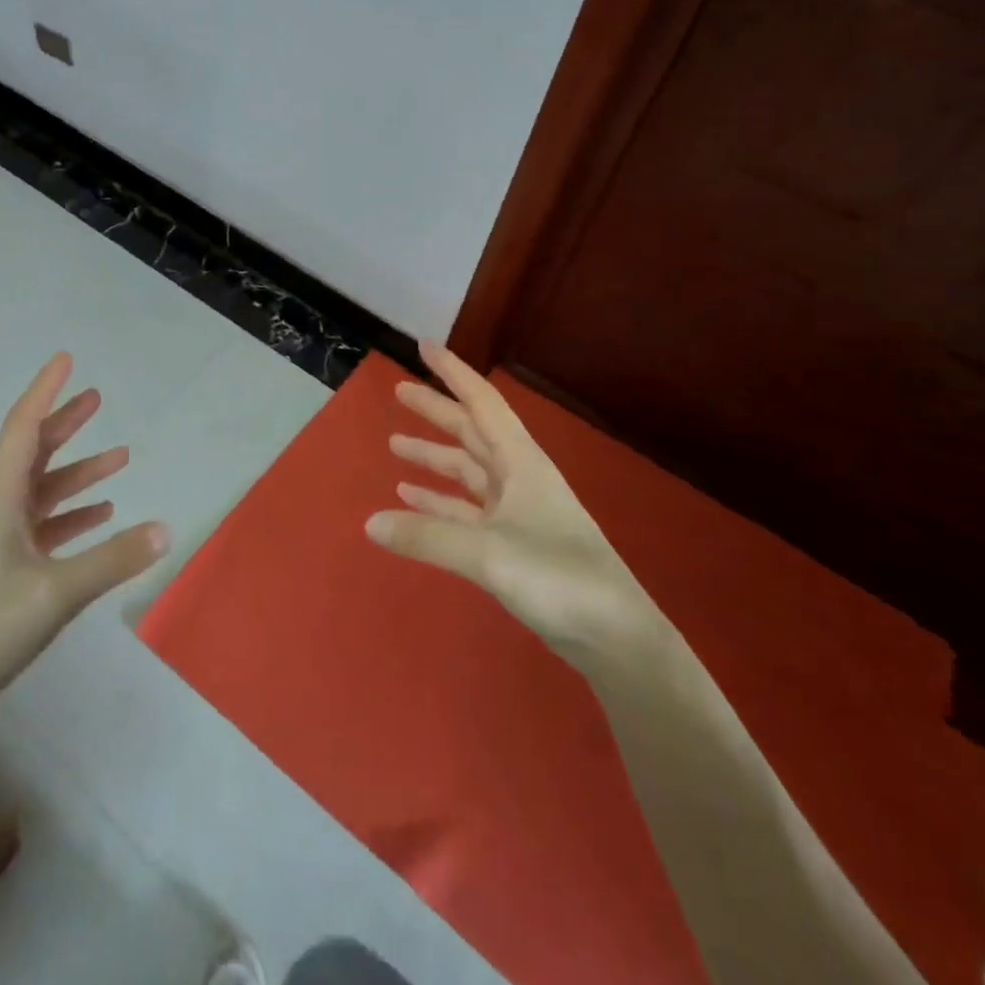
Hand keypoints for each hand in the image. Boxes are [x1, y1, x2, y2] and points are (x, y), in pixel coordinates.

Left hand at [0, 353, 168, 721]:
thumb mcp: (55, 593)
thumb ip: (112, 560)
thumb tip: (167, 528)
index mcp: (1, 502)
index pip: (23, 430)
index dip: (44, 392)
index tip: (66, 360)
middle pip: (34, 453)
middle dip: (65, 423)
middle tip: (97, 397)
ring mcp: (1, 543)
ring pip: (44, 492)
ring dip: (78, 472)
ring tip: (119, 456)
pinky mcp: (6, 572)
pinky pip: (46, 527)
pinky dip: (74, 515)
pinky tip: (101, 516)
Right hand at [366, 340, 675, 680]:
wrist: (615, 637)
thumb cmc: (558, 577)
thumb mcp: (487, 552)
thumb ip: (427, 536)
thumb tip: (369, 522)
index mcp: (521, 463)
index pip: (481, 403)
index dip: (453, 373)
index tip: (424, 347)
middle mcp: (519, 478)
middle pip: (471, 432)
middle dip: (436, 411)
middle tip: (399, 391)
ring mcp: (517, 511)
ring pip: (467, 471)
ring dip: (434, 457)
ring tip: (395, 444)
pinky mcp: (514, 544)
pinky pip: (467, 509)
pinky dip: (440, 501)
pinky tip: (412, 499)